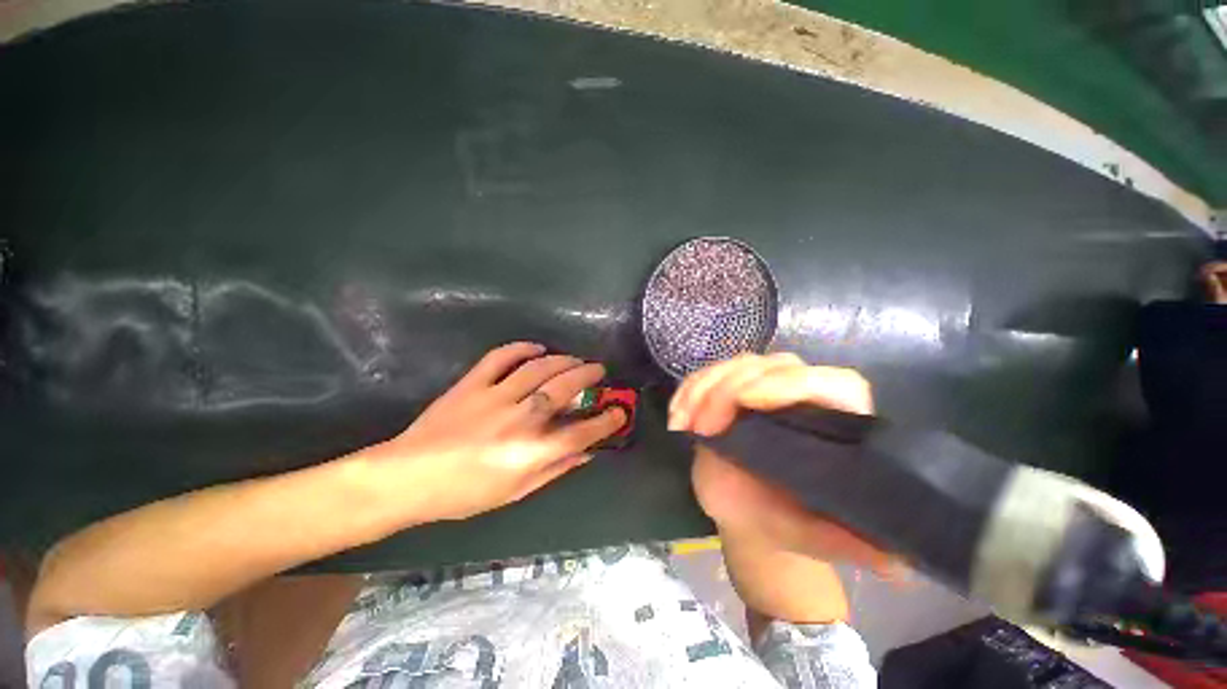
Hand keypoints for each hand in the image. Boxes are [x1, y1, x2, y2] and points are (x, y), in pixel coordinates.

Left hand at [369, 342, 625, 520]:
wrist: (408, 478)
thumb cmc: (465, 493)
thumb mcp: (516, 492)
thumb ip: (554, 469)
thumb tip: (586, 454)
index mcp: (529, 452)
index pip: (581, 433)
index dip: (606, 422)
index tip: (619, 412)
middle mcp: (518, 420)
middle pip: (564, 389)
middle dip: (588, 376)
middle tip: (599, 370)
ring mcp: (494, 397)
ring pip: (539, 368)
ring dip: (563, 360)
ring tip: (575, 359)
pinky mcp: (472, 384)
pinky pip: (500, 357)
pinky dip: (522, 348)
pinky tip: (537, 347)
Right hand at [671, 353, 889, 568]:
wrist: (747, 513)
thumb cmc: (784, 521)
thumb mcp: (814, 537)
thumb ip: (851, 545)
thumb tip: (900, 566)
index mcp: (836, 422)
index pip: (831, 383)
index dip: (791, 384)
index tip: (748, 403)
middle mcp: (802, 394)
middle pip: (772, 365)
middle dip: (730, 388)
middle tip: (703, 428)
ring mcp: (763, 387)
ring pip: (735, 365)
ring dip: (702, 388)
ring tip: (683, 424)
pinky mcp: (730, 390)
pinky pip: (708, 375)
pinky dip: (688, 391)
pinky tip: (676, 418)